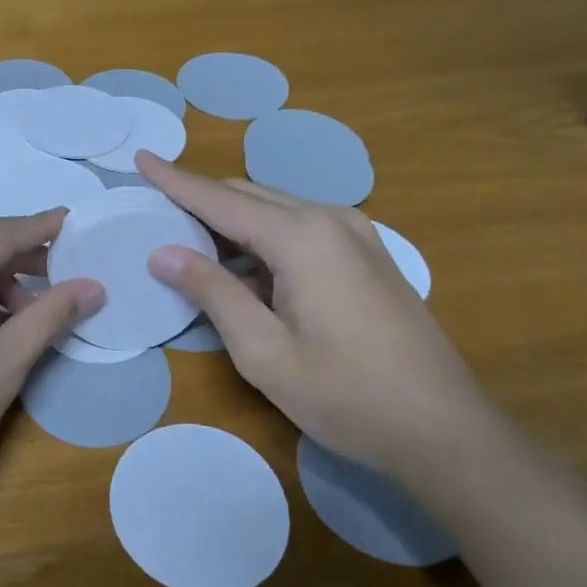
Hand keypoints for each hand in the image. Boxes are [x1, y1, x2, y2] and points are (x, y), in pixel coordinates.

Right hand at [137, 154, 496, 477]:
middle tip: (156, 213)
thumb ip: (211, 292)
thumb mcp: (263, 351)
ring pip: (276, 210)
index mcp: (301, 237)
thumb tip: (162, 252)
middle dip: (200, 200)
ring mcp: (356, 234)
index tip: (141, 158)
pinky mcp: (368, 254)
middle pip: (248, 196)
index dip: (175, 180)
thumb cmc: (345, 394)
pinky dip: (262, 237)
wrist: (445, 429)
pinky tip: (244, 265)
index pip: (219, 199)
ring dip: (231, 220)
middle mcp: (330, 219)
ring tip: (189, 241)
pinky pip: (301, 228)